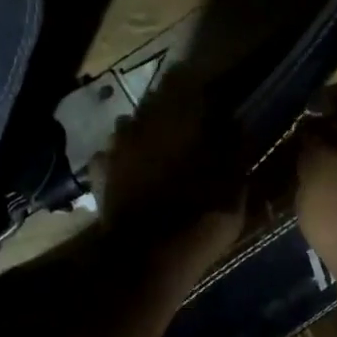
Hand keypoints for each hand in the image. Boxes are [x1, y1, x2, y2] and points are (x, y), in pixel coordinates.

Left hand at [92, 64, 246, 284]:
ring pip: (132, 126)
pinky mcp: (101, 173)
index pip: (186, 80)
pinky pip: (112, 156)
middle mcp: (143, 120)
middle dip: (171, 112)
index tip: (212, 101)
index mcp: (180, 115)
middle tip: (188, 130)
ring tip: (159, 154)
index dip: (199, 90)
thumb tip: (235, 122)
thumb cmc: (202, 215)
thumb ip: (235, 147)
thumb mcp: (235, 183)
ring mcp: (116, 146)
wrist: (149, 256)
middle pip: (156, 102)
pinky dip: (123, 161)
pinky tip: (132, 174)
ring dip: (145, 135)